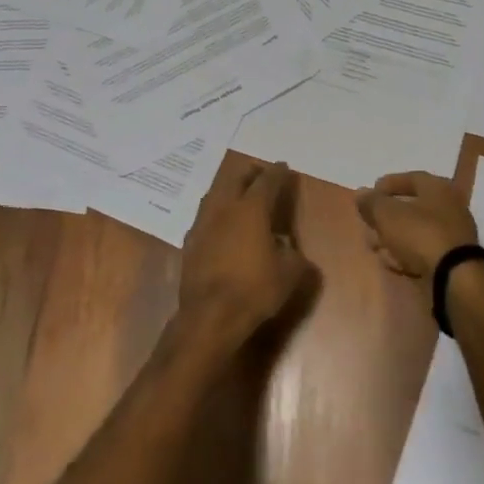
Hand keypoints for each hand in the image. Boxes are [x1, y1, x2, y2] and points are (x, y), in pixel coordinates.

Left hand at [177, 157, 312, 351]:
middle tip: (260, 173)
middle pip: (236, 178)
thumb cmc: (254, 290)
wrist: (210, 316)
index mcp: (251, 209)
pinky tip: (221, 221)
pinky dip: (216, 210)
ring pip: (216, 192)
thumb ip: (293, 254)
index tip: (283, 167)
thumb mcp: (289, 274)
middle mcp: (225, 208)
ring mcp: (203, 223)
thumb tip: (287, 247)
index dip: (277, 172)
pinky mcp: (190, 241)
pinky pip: (205, 215)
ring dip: (229, 187)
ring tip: (239, 191)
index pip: (267, 181)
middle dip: (250, 172)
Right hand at [355, 171, 478, 285]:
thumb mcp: (388, 214)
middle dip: (387, 217)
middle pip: (412, 207)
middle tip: (369, 225)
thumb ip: (372, 203)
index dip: (388, 184)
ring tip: (376, 248)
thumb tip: (361, 193)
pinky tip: (392, 263)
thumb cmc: (420, 235)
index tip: (369, 194)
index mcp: (439, 188)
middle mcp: (450, 207)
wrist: (454, 278)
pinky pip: (424, 252)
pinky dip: (407, 254)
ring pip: (416, 232)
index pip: (411, 178)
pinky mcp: (452, 260)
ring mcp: (453, 235)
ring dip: (394, 238)